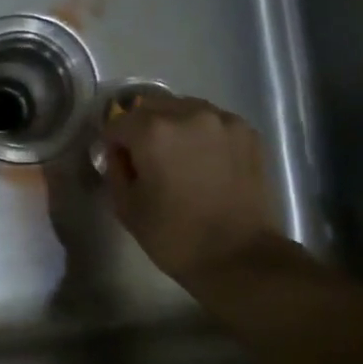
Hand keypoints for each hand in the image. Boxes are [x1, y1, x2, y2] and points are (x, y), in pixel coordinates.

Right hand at [101, 96, 284, 290]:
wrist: (239, 256)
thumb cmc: (173, 236)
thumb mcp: (126, 206)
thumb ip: (115, 169)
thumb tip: (120, 153)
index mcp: (152, 131)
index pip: (118, 122)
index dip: (114, 143)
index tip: (120, 164)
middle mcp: (188, 113)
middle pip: (151, 107)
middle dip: (143, 128)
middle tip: (148, 160)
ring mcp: (223, 120)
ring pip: (184, 109)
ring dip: (174, 127)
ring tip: (180, 159)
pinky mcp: (248, 132)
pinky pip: (213, 122)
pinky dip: (203, 135)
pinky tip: (206, 162)